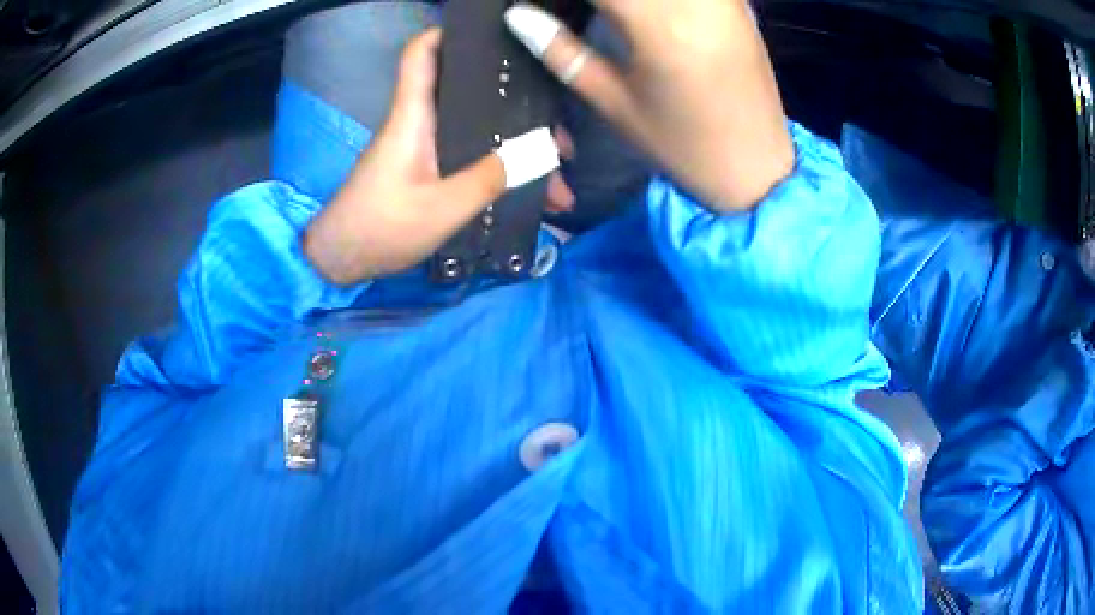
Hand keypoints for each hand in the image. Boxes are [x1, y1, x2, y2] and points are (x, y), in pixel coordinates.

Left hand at [304, 28, 569, 284]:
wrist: (341, 261)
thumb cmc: (380, 228)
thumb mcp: (440, 209)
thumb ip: (487, 180)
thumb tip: (538, 153)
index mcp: (413, 117)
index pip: (421, 55)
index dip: (447, 34)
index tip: (490, 34)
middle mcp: (420, 123)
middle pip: (470, 93)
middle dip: (517, 105)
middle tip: (557, 133)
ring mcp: (424, 147)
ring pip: (478, 129)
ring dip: (515, 145)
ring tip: (555, 171)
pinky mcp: (426, 169)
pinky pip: (471, 156)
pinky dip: (499, 167)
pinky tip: (529, 191)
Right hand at [505, 1, 793, 211]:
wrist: (758, 167)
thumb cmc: (682, 145)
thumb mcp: (614, 103)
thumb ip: (561, 51)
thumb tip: (517, 15)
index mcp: (657, 24)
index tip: (531, 2)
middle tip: (573, 12)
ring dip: (623, 0)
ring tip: (608, 16)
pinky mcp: (736, 1)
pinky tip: (638, 13)